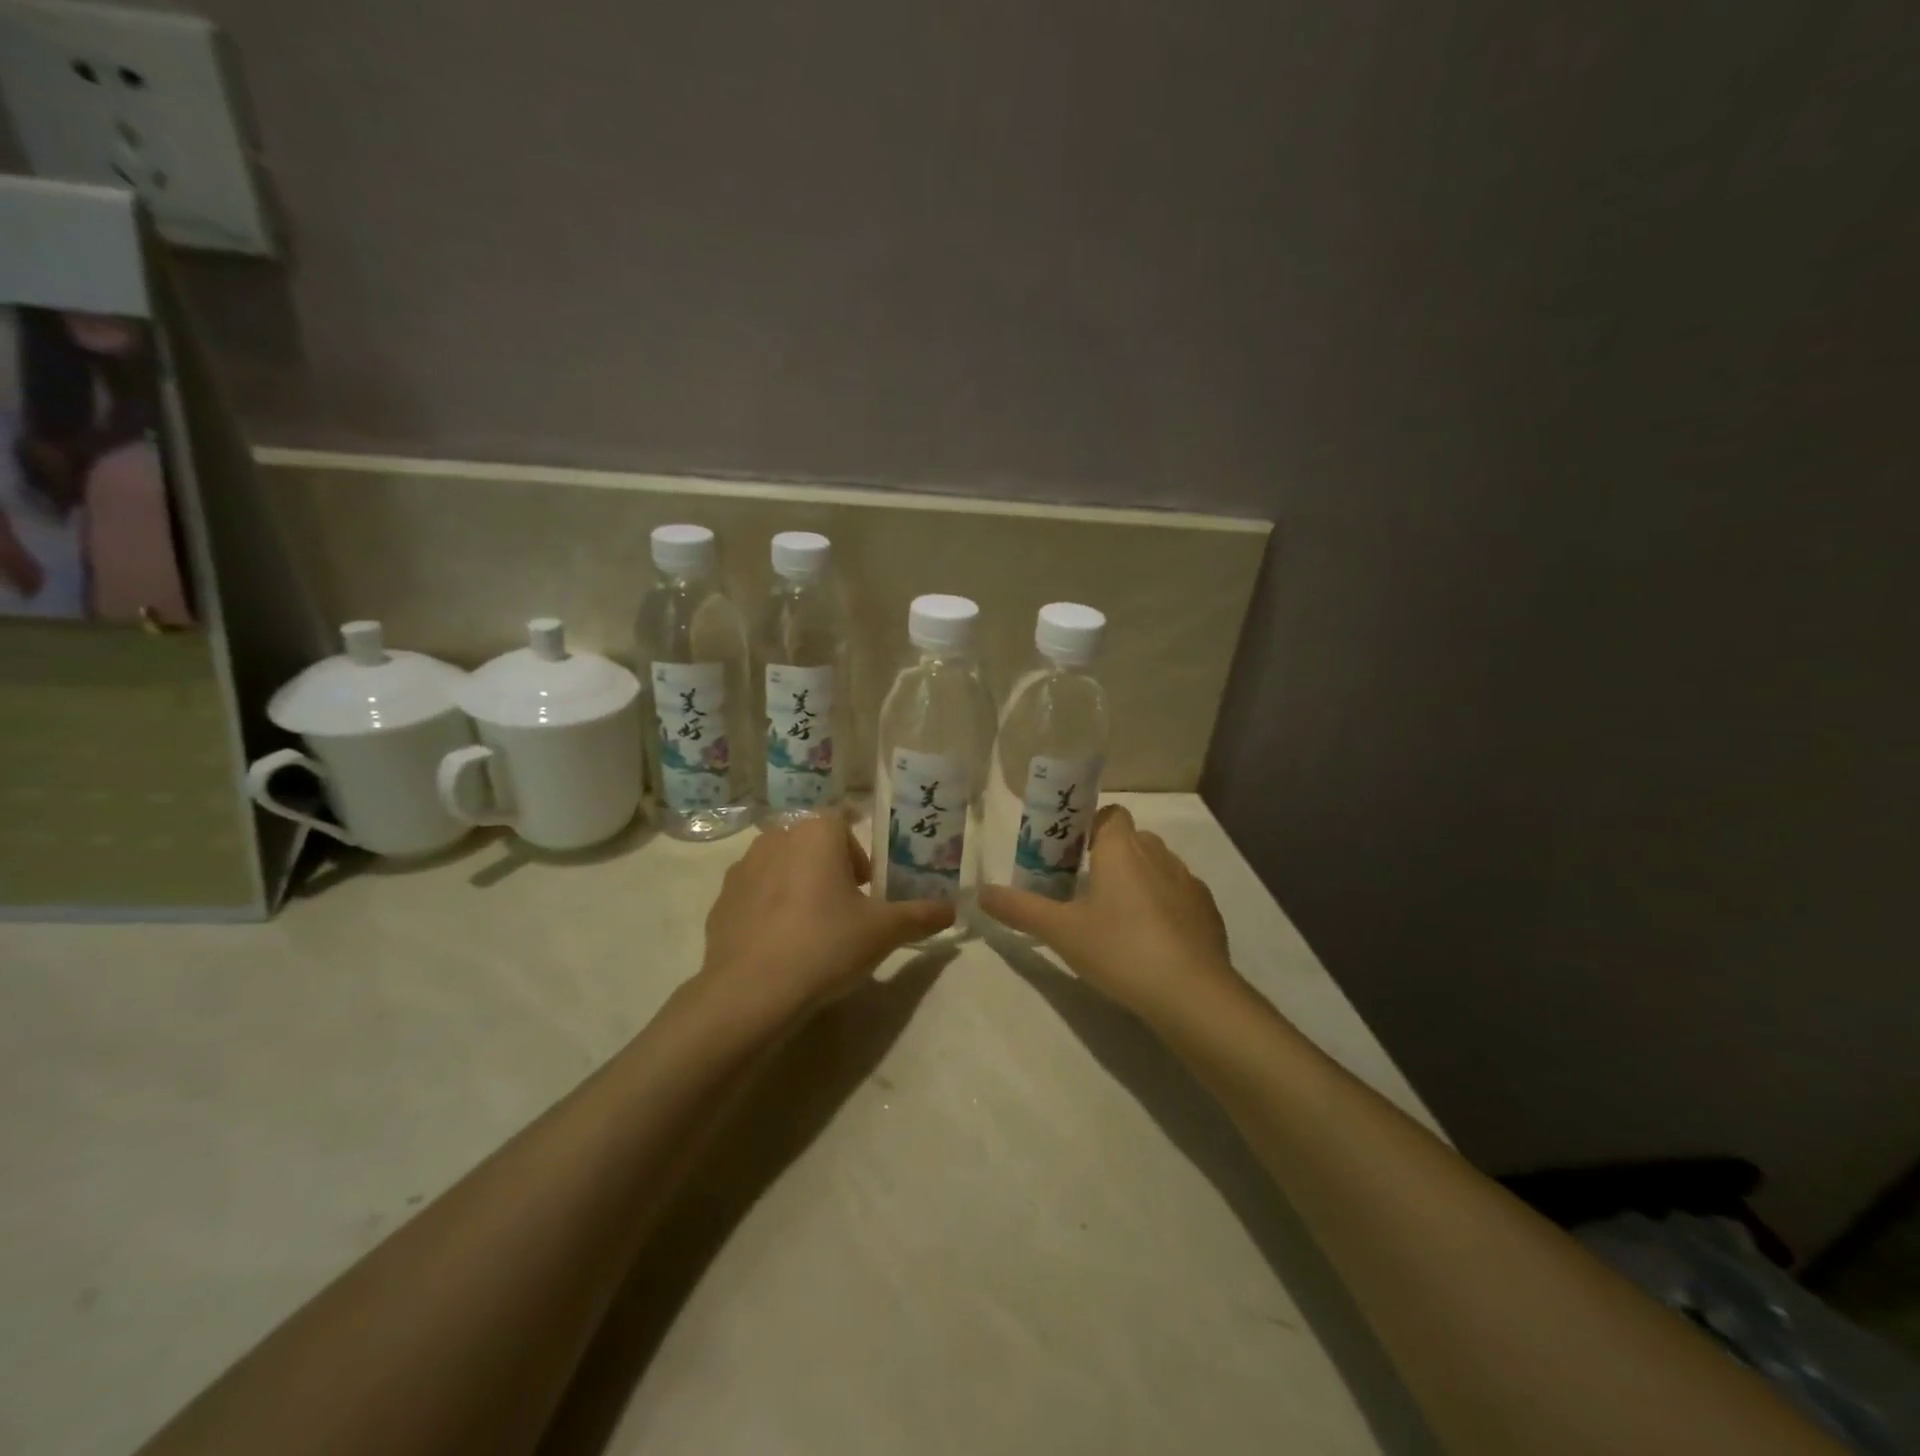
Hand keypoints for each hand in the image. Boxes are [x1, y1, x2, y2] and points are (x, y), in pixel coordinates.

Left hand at [698, 814, 954, 1017]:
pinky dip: (769, 911)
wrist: (750, 992)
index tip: (868, 892)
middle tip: (846, 913)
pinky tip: (780, 947)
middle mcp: (776, 838)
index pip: (844, 825)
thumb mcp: (884, 931)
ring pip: (782, 868)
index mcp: (816, 832)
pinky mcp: (720, 902)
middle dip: (830, 872)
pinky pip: (755, 896)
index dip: (860, 857)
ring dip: (798, 888)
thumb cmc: (826, 945)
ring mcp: (742, 869)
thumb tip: (953, 909)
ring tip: (812, 932)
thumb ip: (922, 915)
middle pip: (813, 846)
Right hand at [979, 805, 1237, 1019]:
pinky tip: (1152, 941)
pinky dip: (1165, 907)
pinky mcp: (1207, 911)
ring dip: (1139, 881)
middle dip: (1111, 856)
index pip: (1110, 814)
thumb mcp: (1060, 931)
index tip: (1072, 855)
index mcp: (1121, 848)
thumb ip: (1020, 909)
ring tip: (1118, 919)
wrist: (1191, 993)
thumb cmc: (1119, 949)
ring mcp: (1188, 882)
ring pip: (1158, 867)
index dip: (1091, 826)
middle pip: (1132, 840)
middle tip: (1085, 890)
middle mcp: (1158, 854)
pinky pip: (1180, 896)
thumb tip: (981, 892)